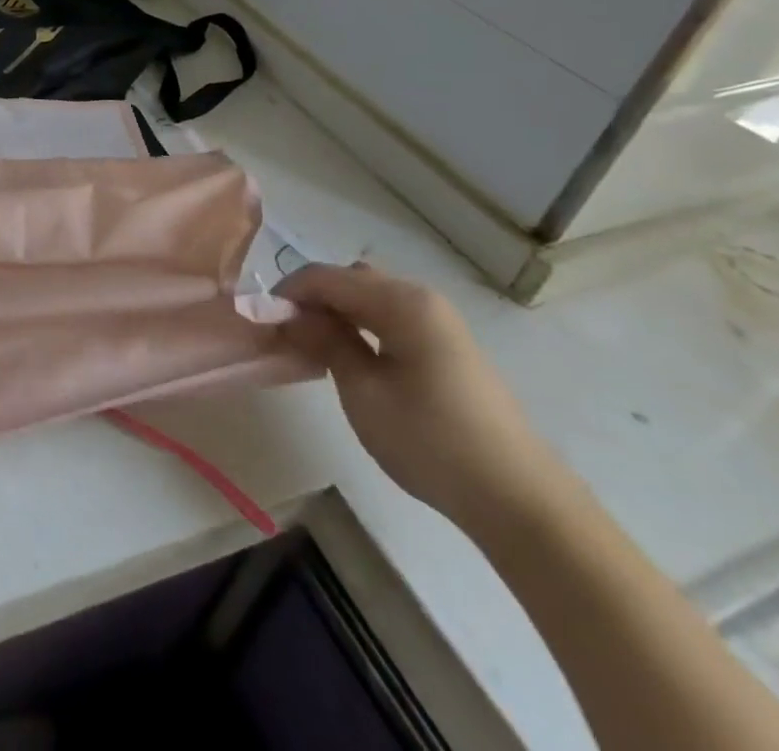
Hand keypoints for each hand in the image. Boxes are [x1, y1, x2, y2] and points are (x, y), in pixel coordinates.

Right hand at [276, 263, 571, 536]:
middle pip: (348, 280)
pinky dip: (360, 326)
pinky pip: (388, 318)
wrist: (518, 501)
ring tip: (312, 347)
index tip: (260, 321)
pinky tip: (349, 358)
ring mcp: (438, 322)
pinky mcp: (446, 347)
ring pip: (368, 298)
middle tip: (286, 335)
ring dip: (335, 312)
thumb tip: (289, 313)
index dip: (286, 293)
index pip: (325, 277)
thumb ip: (324, 341)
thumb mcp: (362, 391)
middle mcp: (420, 299)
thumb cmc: (432, 441)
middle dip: (311, 299)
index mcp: (401, 301)